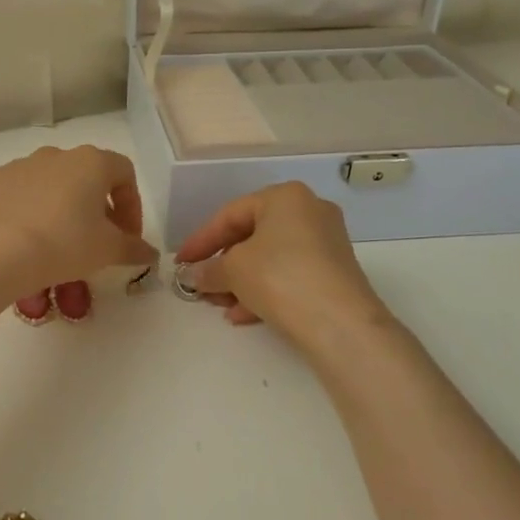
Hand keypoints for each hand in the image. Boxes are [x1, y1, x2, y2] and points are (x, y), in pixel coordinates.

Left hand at [0, 145, 156, 292]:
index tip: (127, 236)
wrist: (1, 252)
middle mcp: (57, 154)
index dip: (131, 205)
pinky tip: (23, 230)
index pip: (124, 174)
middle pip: (85, 175)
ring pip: (49, 181)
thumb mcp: (108, 250)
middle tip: (96, 239)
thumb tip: (150, 253)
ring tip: (56, 238)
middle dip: (95, 205)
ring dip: (59, 203)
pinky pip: (15, 188)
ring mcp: (21, 163)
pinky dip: (23, 204)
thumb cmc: (66, 244)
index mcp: (92, 162)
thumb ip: (134, 248)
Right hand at [175, 183, 395, 347]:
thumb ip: (208, 270)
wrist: (339, 322)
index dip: (201, 240)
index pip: (231, 215)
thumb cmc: (279, 277)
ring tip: (219, 305)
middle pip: (252, 237)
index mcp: (285, 197)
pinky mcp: (334, 274)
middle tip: (201, 286)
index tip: (180, 263)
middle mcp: (310, 212)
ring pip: (270, 259)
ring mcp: (326, 244)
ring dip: (240, 282)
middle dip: (222, 265)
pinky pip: (289, 276)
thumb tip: (192, 276)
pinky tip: (243, 316)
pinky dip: (264, 291)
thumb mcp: (232, 270)